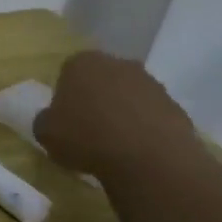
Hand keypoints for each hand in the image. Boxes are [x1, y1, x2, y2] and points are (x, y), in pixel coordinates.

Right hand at [34, 51, 196, 178]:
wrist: (149, 158)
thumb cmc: (86, 138)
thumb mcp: (45, 133)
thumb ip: (46, 119)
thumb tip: (53, 118)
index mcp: (82, 63)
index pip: (68, 71)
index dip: (65, 94)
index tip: (64, 116)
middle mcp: (119, 64)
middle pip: (102, 79)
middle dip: (95, 97)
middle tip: (87, 126)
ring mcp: (152, 83)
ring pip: (128, 95)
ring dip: (121, 111)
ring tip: (113, 142)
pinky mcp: (176, 105)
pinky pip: (150, 114)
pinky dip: (143, 126)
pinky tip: (136, 149)